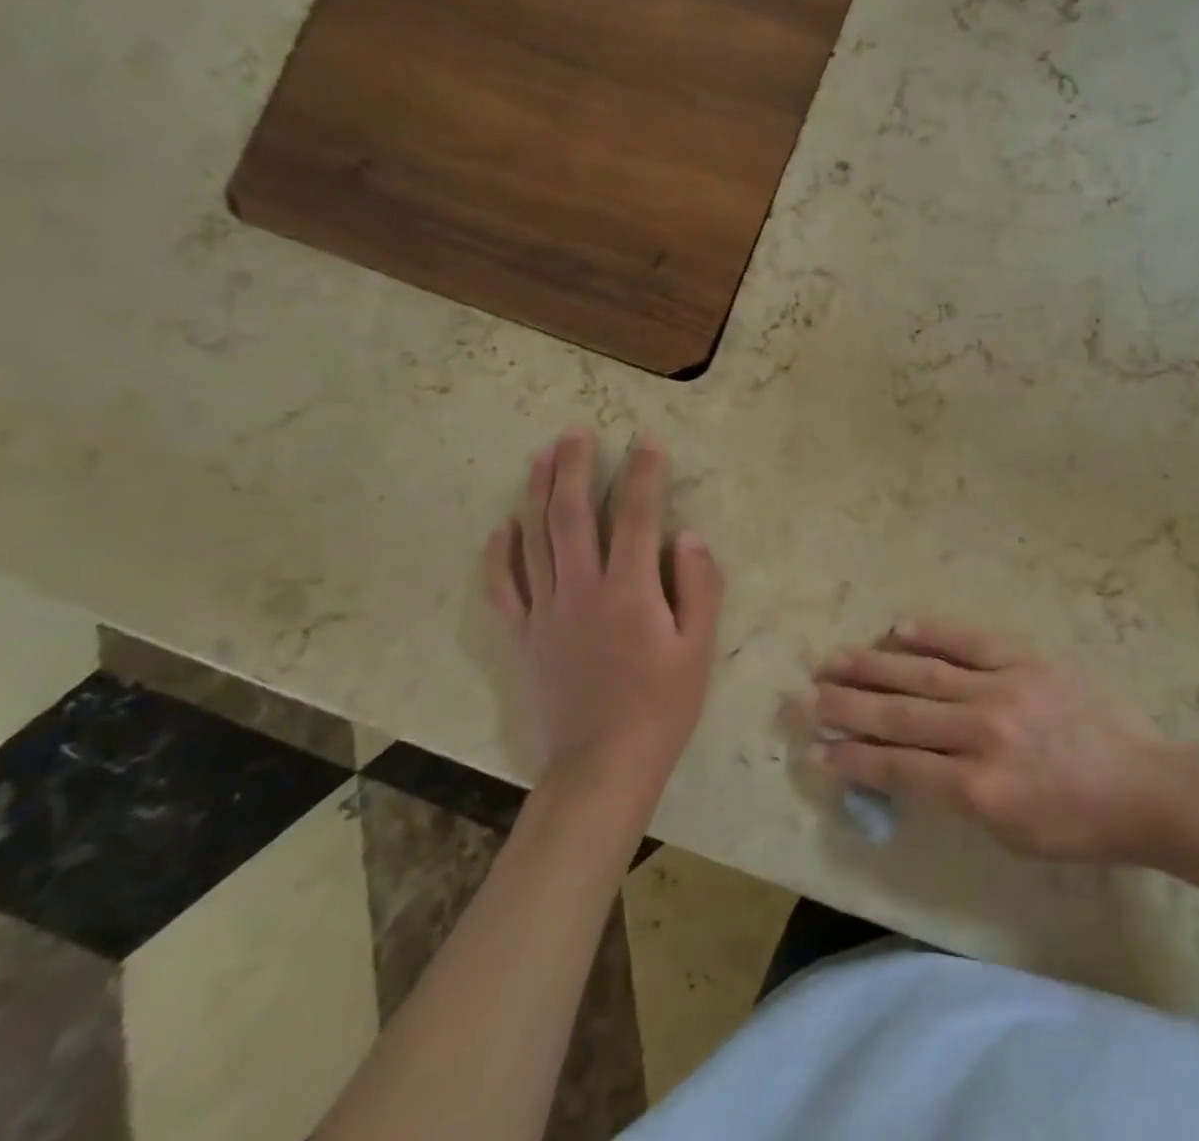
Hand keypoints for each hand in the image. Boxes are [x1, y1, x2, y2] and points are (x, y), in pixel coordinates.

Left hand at [485, 429, 724, 810]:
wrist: (601, 767)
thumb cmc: (662, 707)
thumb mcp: (700, 648)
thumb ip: (699, 586)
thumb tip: (687, 534)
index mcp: (630, 592)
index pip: (638, 515)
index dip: (644, 473)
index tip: (647, 439)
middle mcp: (581, 590)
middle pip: (572, 514)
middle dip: (575, 466)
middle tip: (576, 430)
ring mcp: (545, 612)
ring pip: (534, 538)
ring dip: (538, 491)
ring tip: (543, 454)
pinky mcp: (522, 637)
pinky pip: (502, 587)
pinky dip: (499, 553)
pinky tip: (502, 525)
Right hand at [801, 619, 1186, 863]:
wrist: (1147, 784)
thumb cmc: (1079, 826)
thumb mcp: (1011, 836)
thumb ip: (954, 800)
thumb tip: (902, 768)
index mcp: (981, 789)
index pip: (898, 768)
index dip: (850, 759)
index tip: (812, 749)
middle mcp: (984, 732)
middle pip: (899, 715)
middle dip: (844, 706)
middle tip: (800, 696)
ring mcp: (1005, 688)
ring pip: (925, 673)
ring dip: (873, 665)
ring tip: (832, 659)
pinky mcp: (1028, 659)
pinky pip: (971, 640)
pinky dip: (932, 632)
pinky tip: (898, 626)